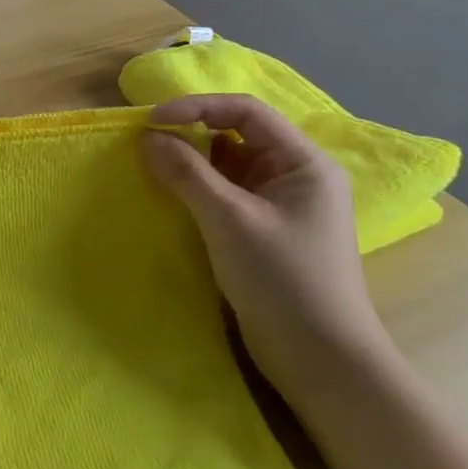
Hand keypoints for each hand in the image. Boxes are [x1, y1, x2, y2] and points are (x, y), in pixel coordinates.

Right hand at [142, 94, 389, 398]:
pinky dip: (197, 188)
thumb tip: (148, 137)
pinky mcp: (264, 230)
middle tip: (146, 143)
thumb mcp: (230, 220)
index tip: (151, 121)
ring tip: (153, 168)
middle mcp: (296, 175)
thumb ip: (187, 173)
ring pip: (228, 164)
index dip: (196, 107)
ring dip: (191, 162)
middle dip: (191, 133)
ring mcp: (281, 204)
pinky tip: (171, 196)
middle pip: (237, 134)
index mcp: (304, 163)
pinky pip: (226, 193)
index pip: (246, 112)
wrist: (321, 361)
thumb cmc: (283, 280)